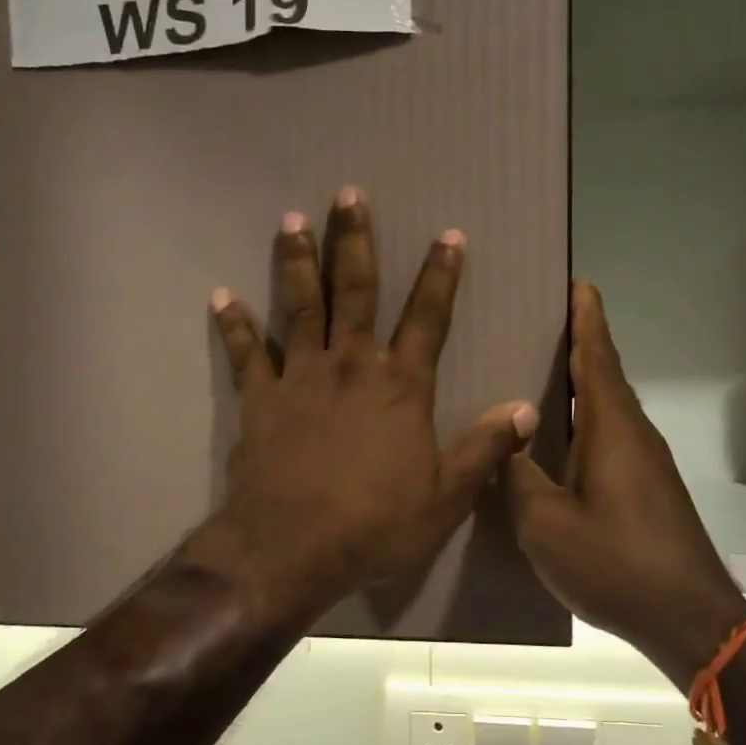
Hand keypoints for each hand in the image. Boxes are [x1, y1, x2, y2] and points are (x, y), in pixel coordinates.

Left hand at [187, 188, 537, 628]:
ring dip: (297, 261)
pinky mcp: (260, 400)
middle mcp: (351, 367)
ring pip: (300, 306)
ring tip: (291, 220)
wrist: (293, 549)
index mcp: (400, 387)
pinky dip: (234, 325)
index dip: (441, 275)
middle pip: (355, 292)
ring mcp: (300, 378)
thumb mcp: (446, 497)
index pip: (429, 318)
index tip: (448, 234)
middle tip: (347, 195)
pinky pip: (245, 354)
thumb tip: (524, 410)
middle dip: (354, 240)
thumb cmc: (375, 525)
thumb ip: (485, 449)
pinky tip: (221, 296)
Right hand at [506, 283, 745, 671]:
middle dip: (580, 344)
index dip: (587, 319)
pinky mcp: (648, 489)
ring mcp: (646, 464)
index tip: (578, 283)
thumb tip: (507, 442)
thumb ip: (518, 477)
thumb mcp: (545, 524)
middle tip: (542, 323)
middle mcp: (634, 435)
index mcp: (612, 430)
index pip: (598, 358)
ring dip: (582, 385)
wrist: (688, 617)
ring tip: (541, 374)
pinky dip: (586, 422)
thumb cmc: (615, 563)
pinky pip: (611, 438)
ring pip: (608, 409)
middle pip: (605, 376)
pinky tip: (558, 441)